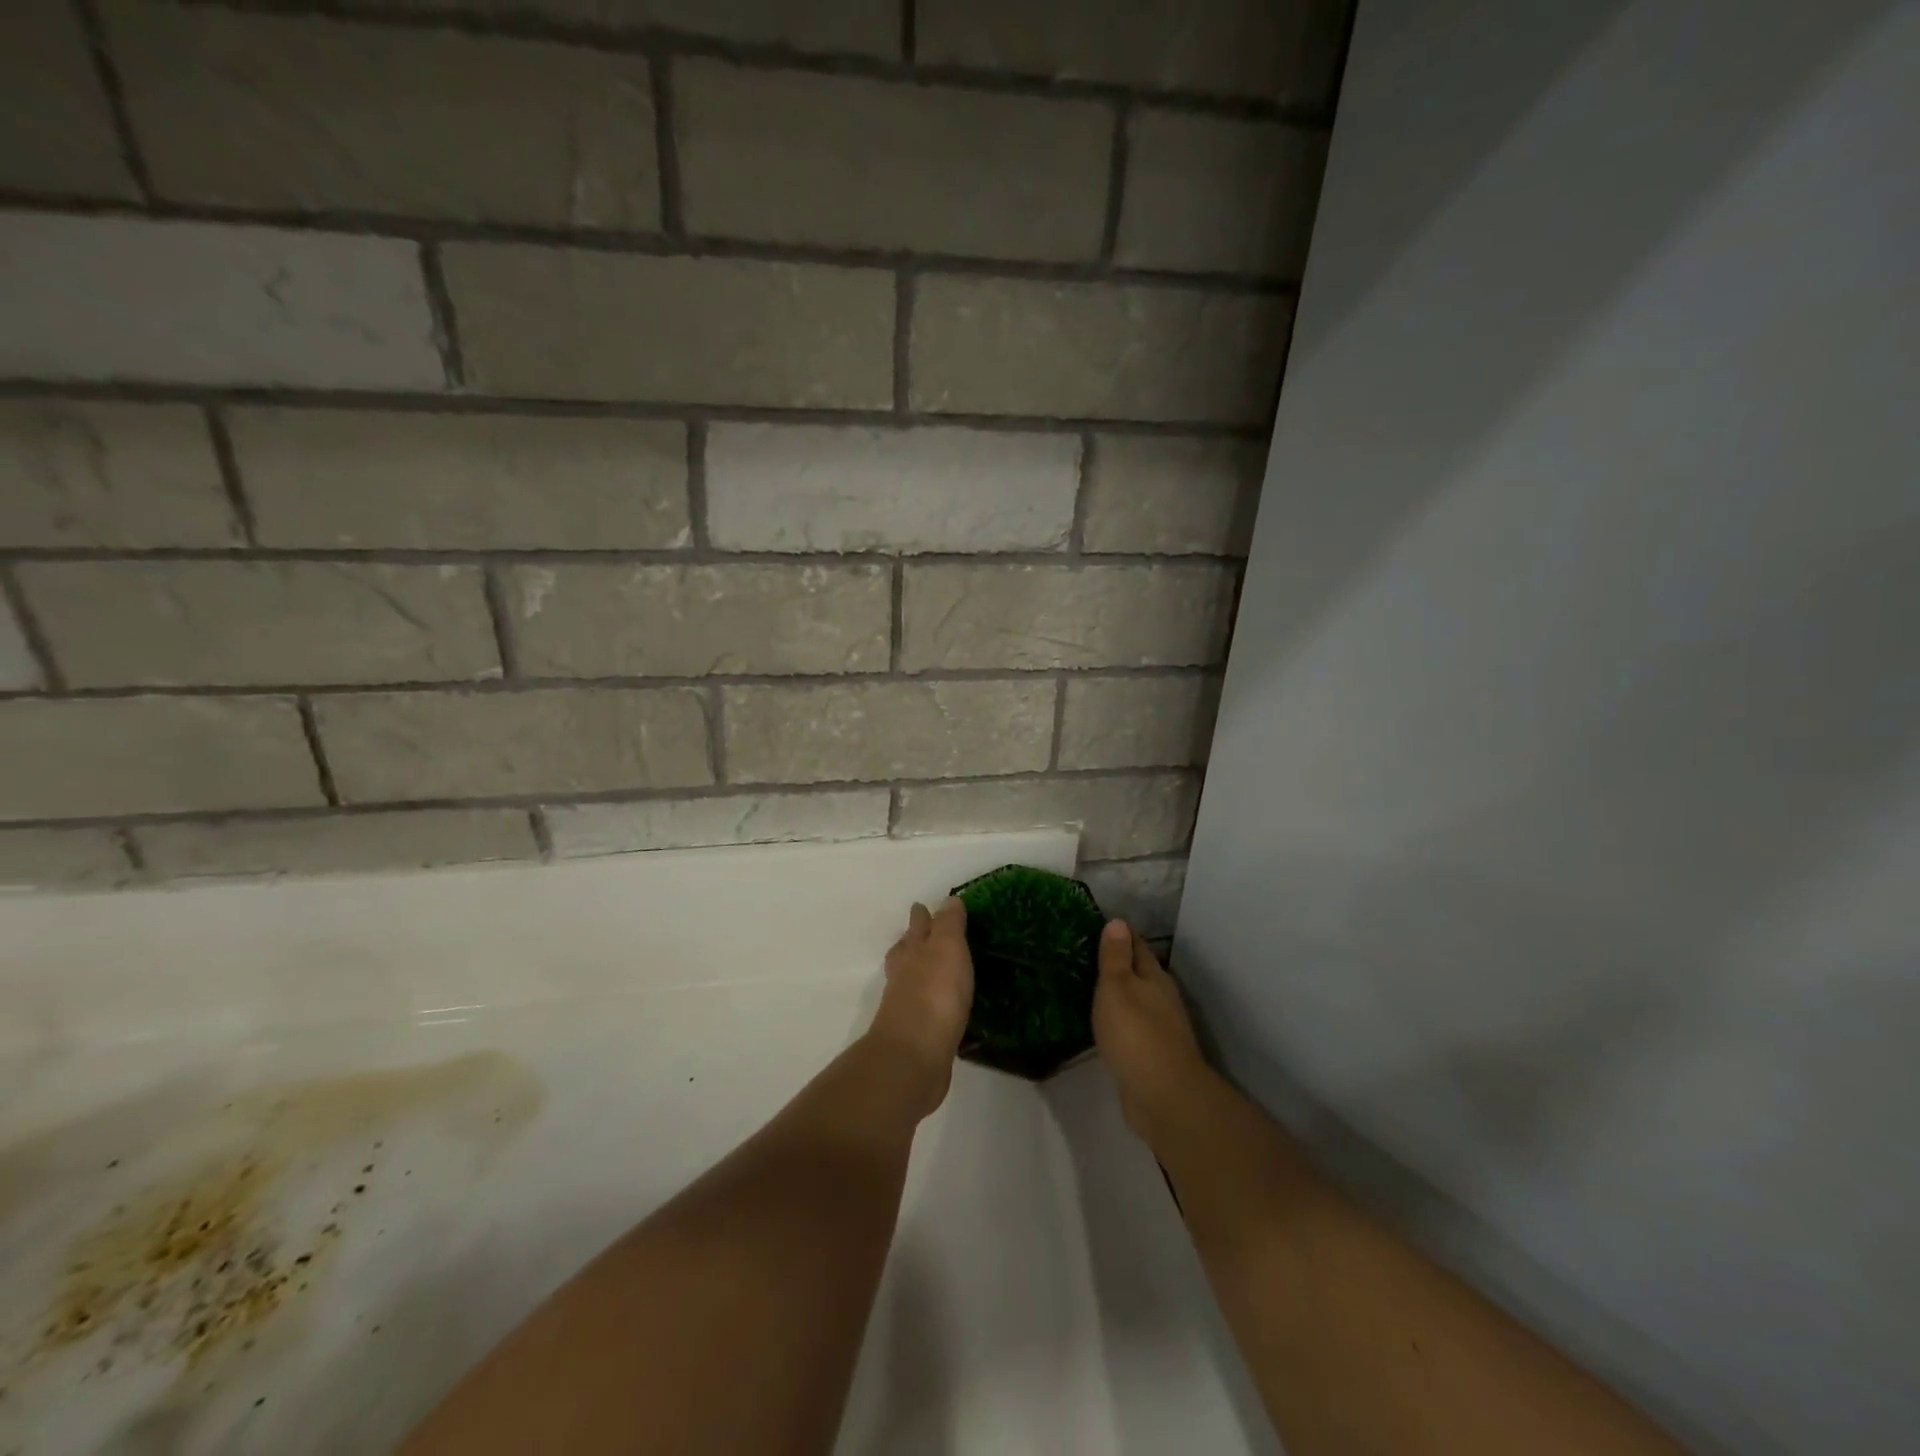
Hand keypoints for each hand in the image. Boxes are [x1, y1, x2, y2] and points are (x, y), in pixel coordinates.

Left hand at [867, 898, 973, 1116]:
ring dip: (920, 972)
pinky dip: (931, 1004)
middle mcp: (905, 976)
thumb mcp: (947, 948)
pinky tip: (944, 1008)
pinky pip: (925, 1010)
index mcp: (913, 952)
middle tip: (922, 934)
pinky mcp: (917, 1036)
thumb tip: (948, 900)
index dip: (922, 917)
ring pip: (911, 981)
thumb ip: (948, 925)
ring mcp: (907, 1007)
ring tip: (934, 969)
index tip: (923, 907)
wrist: (914, 1058)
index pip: (917, 927)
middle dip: (913, 941)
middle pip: (906, 952)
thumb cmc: (934, 995)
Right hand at [1092, 920, 1208, 1142]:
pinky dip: (1118, 1021)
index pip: (1137, 946)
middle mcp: (1161, 999)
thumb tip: (1119, 922)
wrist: (1163, 1097)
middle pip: (1139, 974)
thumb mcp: (1118, 987)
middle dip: (1118, 964)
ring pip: (1135, 1002)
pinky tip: (1102, 1024)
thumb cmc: (1136, 1033)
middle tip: (1085, 956)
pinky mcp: (1151, 1056)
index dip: (1119, 935)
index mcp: (1155, 977)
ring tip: (1088, 987)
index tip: (1097, 926)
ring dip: (1118, 995)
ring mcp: (1159, 1029)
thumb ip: (1116, 957)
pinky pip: (1131, 1028)